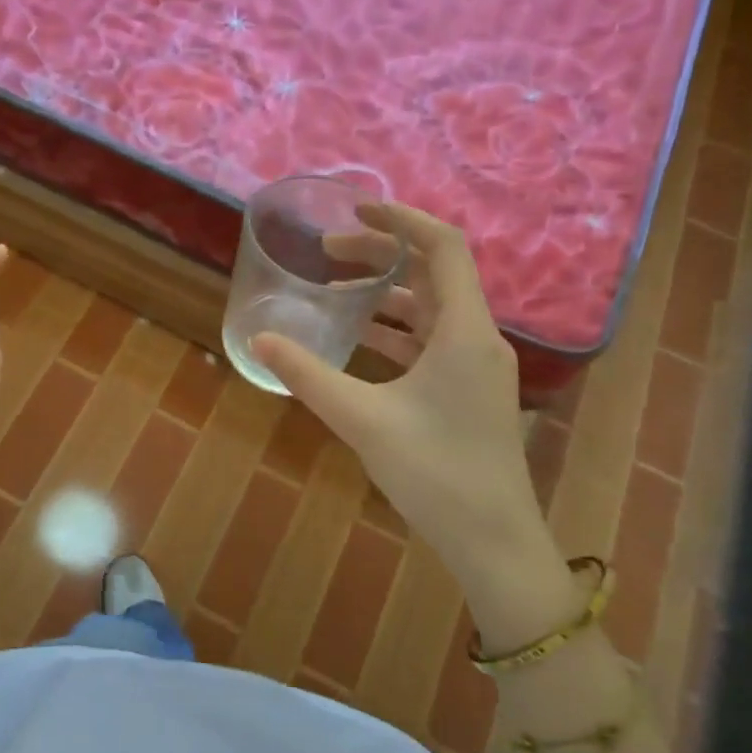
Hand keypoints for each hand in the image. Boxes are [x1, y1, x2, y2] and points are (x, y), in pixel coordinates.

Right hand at [254, 204, 571, 638]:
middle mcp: (477, 338)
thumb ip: (308, 374)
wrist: (493, 542)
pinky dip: (395, 329)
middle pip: (433, 272)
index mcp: (464, 331)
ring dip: (386, 294)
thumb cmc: (435, 473)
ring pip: (431, 308)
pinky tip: (358, 340)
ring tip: (333, 295)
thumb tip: (258, 339)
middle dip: (381, 254)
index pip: (443, 246)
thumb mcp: (362, 419)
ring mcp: (477, 366)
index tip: (355, 210)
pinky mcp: (469, 390)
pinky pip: (431, 340)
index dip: (401, 218)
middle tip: (328, 253)